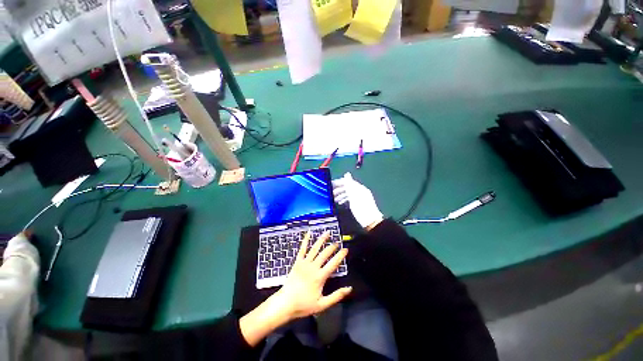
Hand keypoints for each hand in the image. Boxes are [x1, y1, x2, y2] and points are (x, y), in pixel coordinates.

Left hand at [239, 232, 350, 345]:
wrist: (285, 303)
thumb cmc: (304, 305)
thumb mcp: (323, 304)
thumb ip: (337, 296)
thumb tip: (349, 288)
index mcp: (320, 277)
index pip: (333, 263)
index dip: (340, 256)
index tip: (346, 250)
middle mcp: (312, 268)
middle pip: (324, 254)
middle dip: (332, 247)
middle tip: (339, 242)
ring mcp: (303, 265)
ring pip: (314, 249)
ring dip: (321, 240)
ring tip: (327, 233)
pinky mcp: (295, 264)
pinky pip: (301, 250)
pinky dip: (305, 241)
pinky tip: (308, 234)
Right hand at [332, 173, 383, 228]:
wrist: (369, 221)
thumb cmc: (362, 208)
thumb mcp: (355, 196)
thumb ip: (350, 185)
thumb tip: (346, 174)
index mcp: (360, 188)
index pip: (348, 182)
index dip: (339, 183)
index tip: (330, 185)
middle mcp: (359, 191)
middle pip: (348, 188)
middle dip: (339, 189)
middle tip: (331, 193)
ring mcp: (359, 198)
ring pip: (348, 193)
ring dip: (340, 195)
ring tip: (334, 199)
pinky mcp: (357, 204)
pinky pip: (349, 199)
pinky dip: (344, 200)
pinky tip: (340, 203)